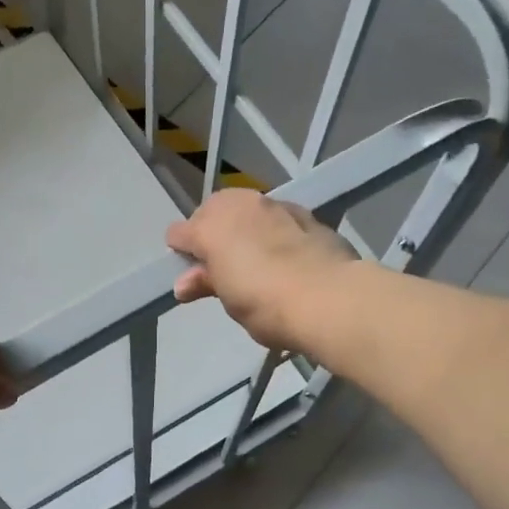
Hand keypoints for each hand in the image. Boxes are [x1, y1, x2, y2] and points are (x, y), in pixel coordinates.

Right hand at [166, 191, 357, 351]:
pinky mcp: (305, 213)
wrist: (329, 297)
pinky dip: (273, 230)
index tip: (191, 274)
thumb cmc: (265, 304)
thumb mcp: (229, 299)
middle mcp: (239, 206)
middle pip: (212, 211)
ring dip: (243, 227)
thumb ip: (206, 283)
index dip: (182, 252)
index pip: (179, 232)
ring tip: (252, 256)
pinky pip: (277, 217)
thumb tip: (184, 283)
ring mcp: (274, 205)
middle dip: (211, 232)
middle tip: (221, 265)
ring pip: (246, 208)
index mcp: (210, 227)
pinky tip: (283, 253)